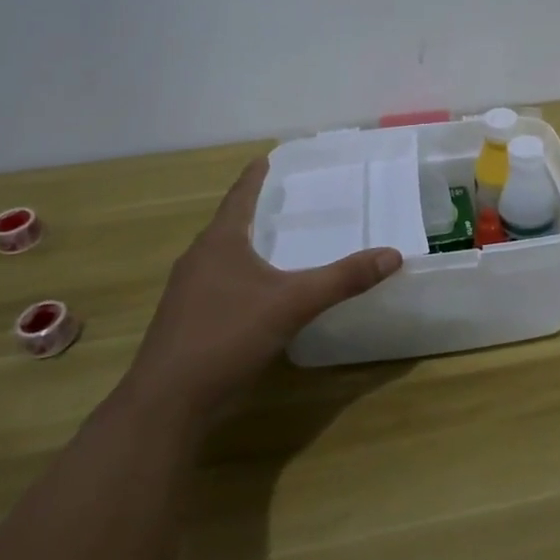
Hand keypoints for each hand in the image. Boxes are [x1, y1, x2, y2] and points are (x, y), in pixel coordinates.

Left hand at [127, 156, 401, 415]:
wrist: (168, 403)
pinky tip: (257, 295)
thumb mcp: (292, 304)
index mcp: (219, 243)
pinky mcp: (185, 322)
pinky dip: (240, 278)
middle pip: (228, 225)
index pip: (239, 196)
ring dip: (246, 246)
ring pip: (221, 258)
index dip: (255, 177)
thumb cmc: (226, 337)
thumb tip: (392, 255)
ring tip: (275, 244)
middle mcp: (198, 260)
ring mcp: (187, 293)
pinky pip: (217, 285)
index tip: (266, 157)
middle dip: (253, 211)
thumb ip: (342, 279)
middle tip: (284, 200)